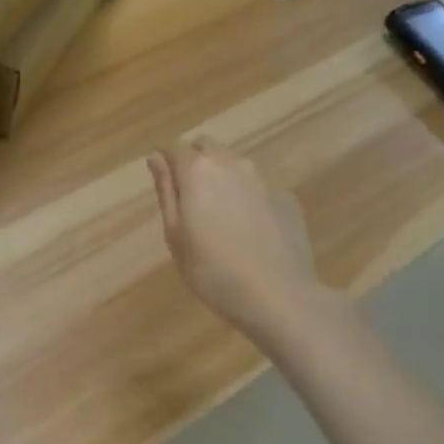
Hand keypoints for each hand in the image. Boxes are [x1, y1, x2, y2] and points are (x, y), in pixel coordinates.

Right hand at [148, 138, 323, 343]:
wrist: (277, 296)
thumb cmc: (211, 270)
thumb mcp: (175, 233)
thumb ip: (166, 190)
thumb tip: (156, 157)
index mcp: (197, 171)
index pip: (175, 147)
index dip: (167, 162)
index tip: (165, 186)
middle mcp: (231, 164)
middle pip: (207, 148)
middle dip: (195, 163)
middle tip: (190, 200)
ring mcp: (263, 181)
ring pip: (235, 165)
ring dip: (222, 179)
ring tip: (220, 217)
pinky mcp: (287, 200)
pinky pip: (259, 189)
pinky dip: (249, 200)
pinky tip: (250, 232)